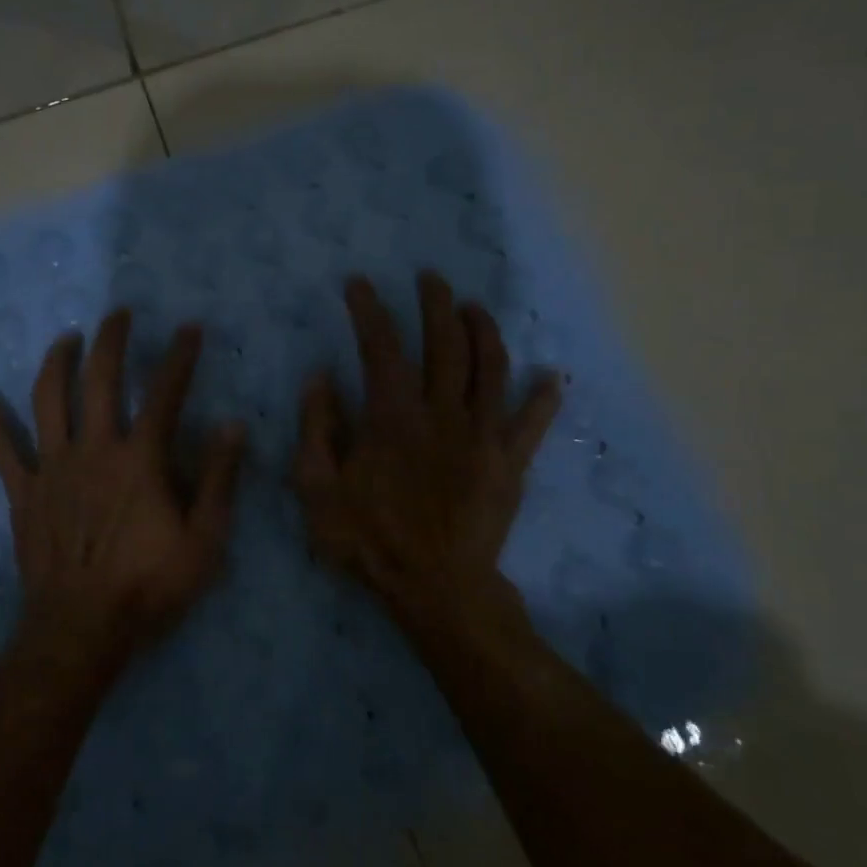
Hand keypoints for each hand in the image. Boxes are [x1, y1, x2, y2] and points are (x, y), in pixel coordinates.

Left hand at [0, 310, 246, 673]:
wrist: (82, 628)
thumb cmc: (149, 586)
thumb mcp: (204, 540)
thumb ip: (218, 479)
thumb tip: (232, 425)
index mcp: (141, 459)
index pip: (164, 393)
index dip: (179, 357)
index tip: (189, 329)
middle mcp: (95, 449)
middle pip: (99, 380)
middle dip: (110, 340)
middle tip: (118, 314)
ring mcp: (54, 468)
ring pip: (49, 401)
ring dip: (56, 363)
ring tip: (65, 339)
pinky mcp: (24, 492)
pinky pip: (3, 451)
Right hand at [294, 273, 560, 635]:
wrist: (437, 588)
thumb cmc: (371, 540)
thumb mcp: (318, 489)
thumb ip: (316, 429)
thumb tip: (319, 378)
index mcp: (392, 416)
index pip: (380, 346)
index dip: (369, 310)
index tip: (359, 284)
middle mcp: (442, 412)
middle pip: (444, 343)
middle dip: (436, 304)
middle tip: (430, 278)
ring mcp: (483, 435)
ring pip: (490, 368)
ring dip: (484, 331)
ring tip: (474, 308)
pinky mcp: (510, 463)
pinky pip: (532, 423)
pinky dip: (543, 398)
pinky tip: (551, 377)